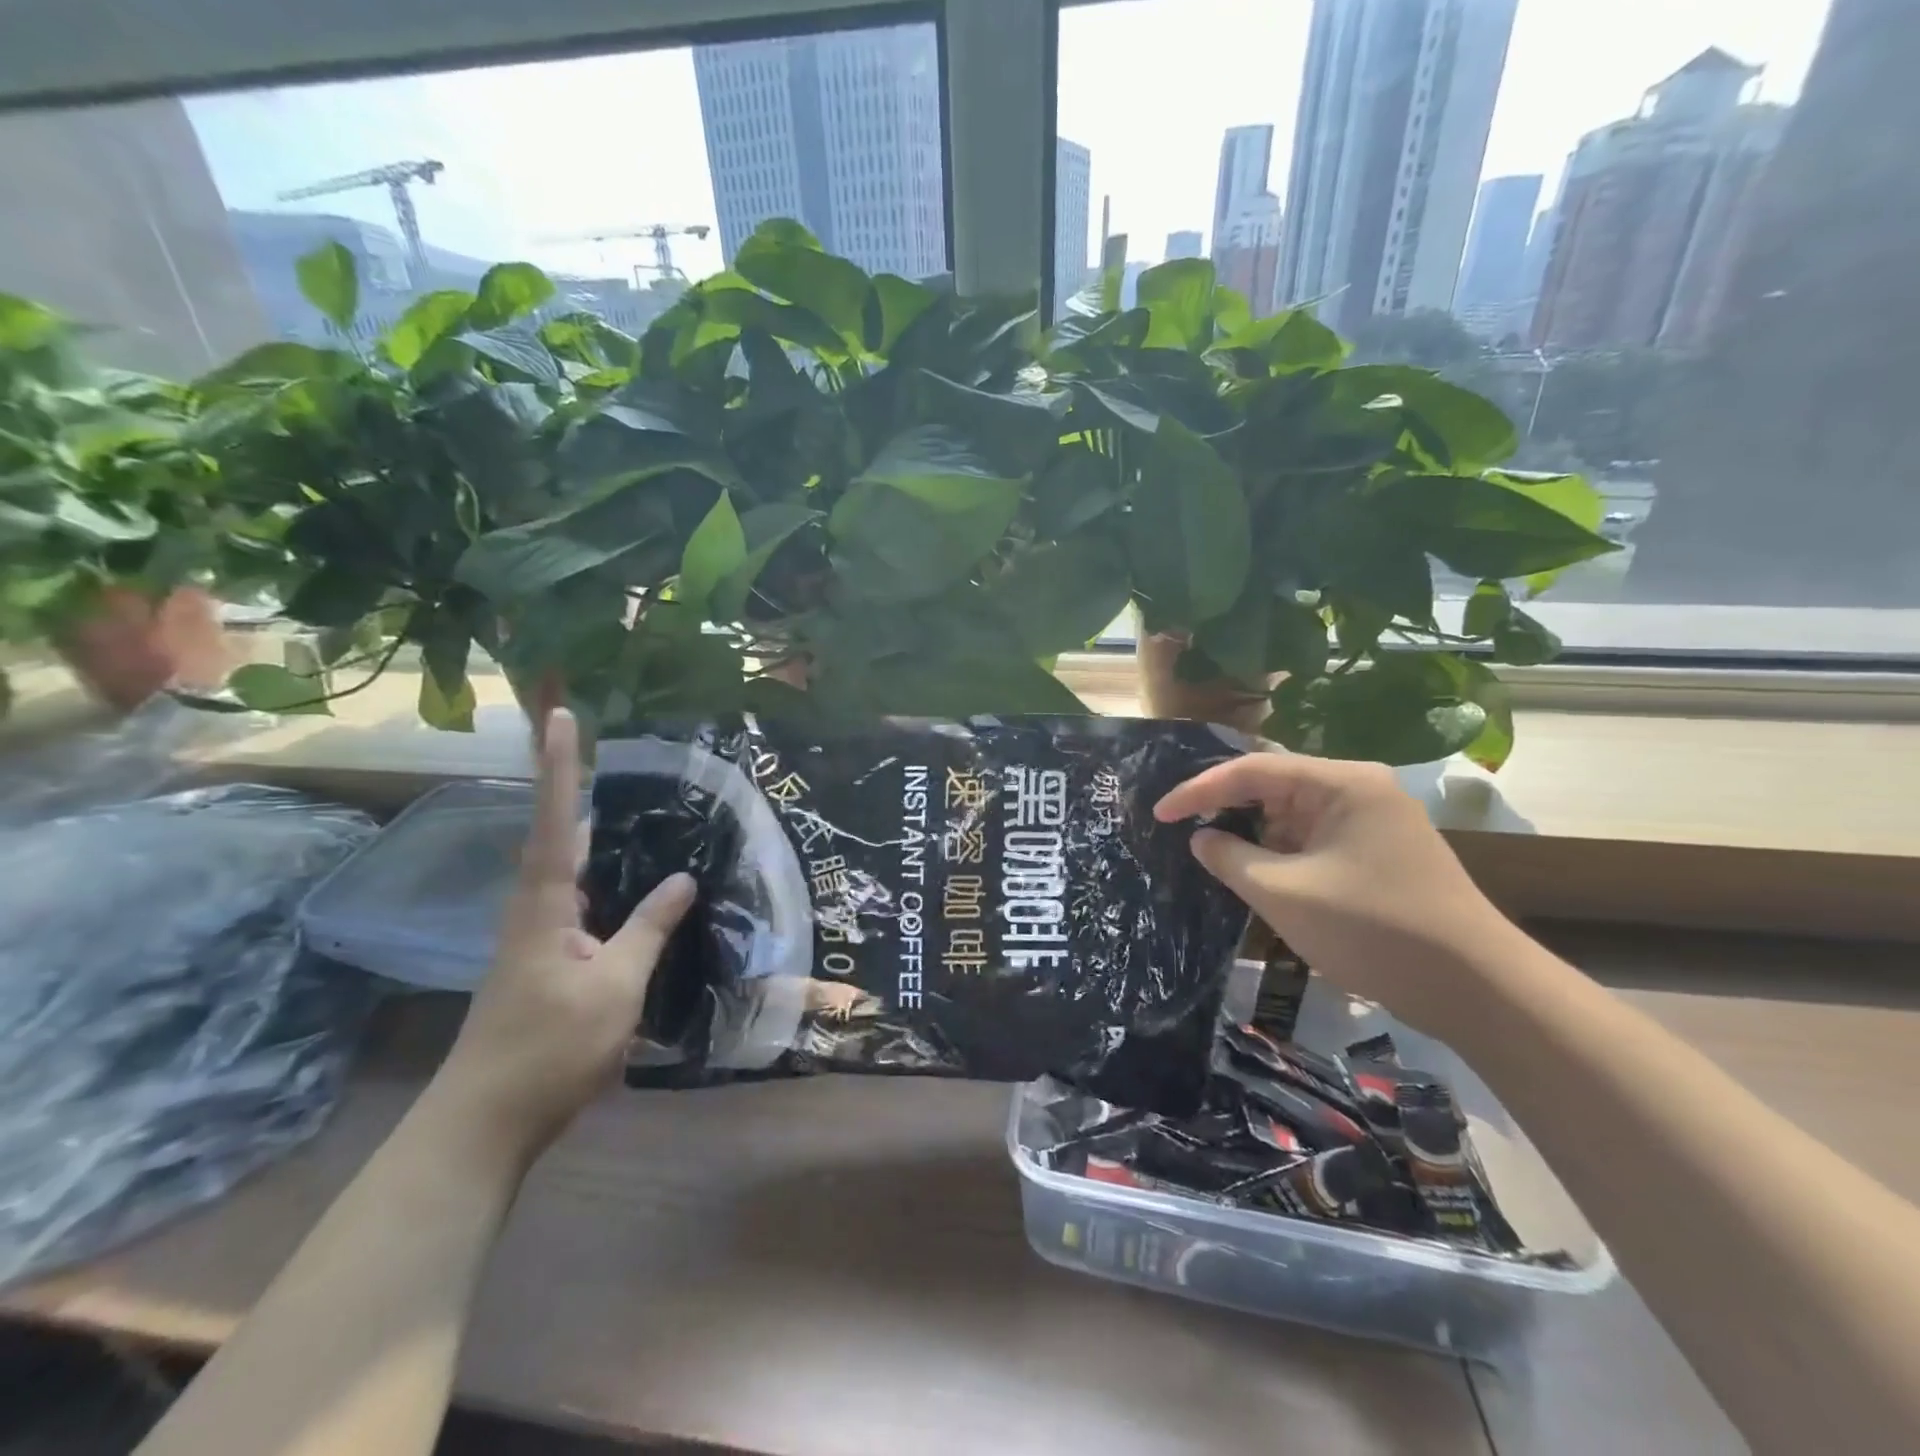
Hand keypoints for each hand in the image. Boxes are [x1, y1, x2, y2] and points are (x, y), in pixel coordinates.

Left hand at [433, 708, 694, 1161]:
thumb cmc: (551, 1050)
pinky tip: (635, 887)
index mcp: (545, 906)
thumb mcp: (616, 987)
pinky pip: (579, 902)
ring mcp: (535, 937)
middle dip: (578, 788)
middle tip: (611, 751)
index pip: (557, 822)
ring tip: (639, 807)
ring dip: (595, 835)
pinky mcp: (544, 961)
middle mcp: (534, 910)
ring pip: (569, 871)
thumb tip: (683, 878)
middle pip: (559, 836)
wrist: (483, 1125)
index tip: (562, 717)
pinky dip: (605, 880)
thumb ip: (650, 928)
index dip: (562, 768)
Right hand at [1154, 752, 1522, 1039]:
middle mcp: (1360, 789)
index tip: (1159, 814)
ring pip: (1294, 815)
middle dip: (1226, 808)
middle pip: (1275, 786)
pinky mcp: (1380, 852)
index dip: (1199, 790)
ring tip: (1212, 854)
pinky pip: (1315, 839)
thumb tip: (1201, 838)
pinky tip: (1257, 873)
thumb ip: (1230, 858)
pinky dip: (1282, 854)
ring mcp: (1374, 821)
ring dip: (1255, 835)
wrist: (1475, 988)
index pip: (1253, 770)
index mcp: (1341, 782)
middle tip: (1181, 829)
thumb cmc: (1372, 929)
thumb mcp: (1283, 893)